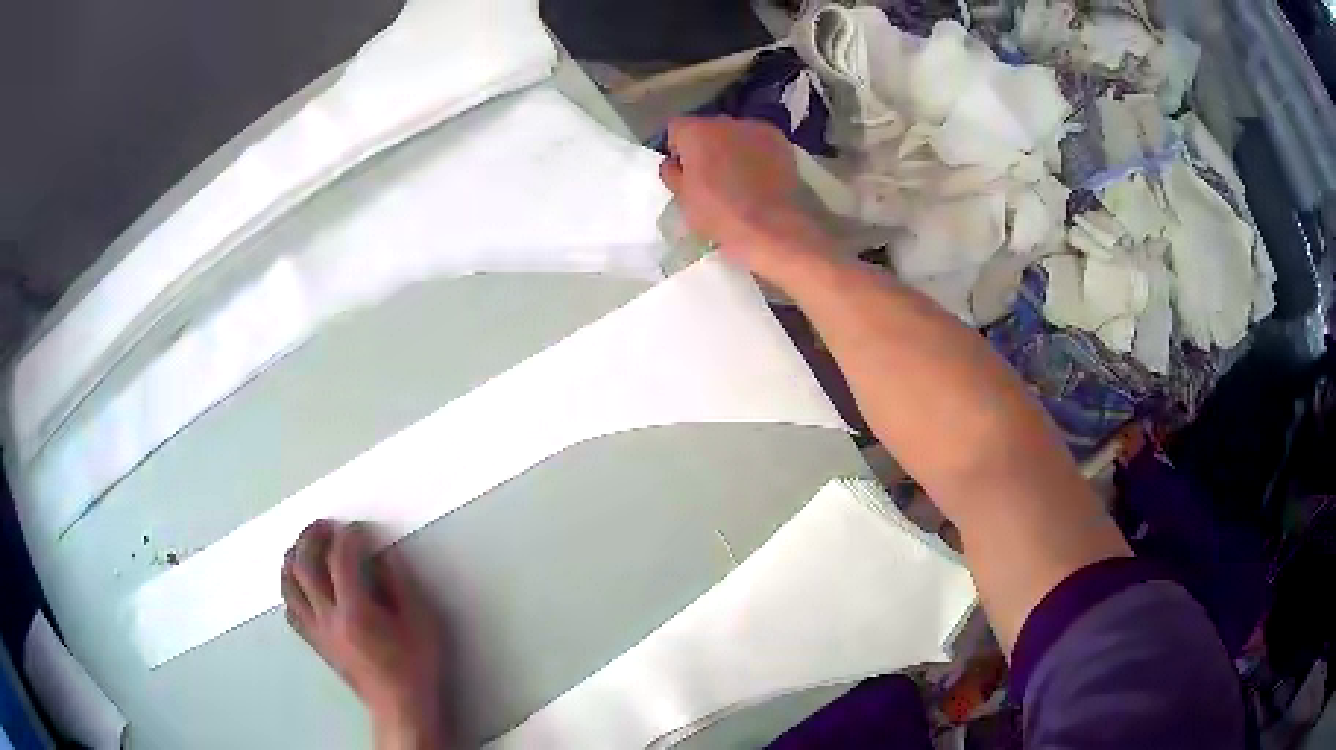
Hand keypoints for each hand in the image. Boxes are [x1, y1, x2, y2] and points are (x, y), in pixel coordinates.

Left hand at [283, 520, 452, 748]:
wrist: (401, 708)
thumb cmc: (416, 667)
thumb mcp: (422, 622)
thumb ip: (400, 583)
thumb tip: (382, 554)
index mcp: (356, 612)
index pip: (342, 559)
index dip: (350, 536)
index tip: (361, 530)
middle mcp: (328, 618)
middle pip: (304, 565)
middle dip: (312, 537)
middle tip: (326, 525)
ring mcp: (317, 631)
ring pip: (289, 584)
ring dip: (293, 557)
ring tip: (305, 545)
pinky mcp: (315, 643)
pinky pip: (290, 608)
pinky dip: (290, 588)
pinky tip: (301, 583)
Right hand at [659, 117, 833, 289]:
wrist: (772, 227)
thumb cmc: (720, 214)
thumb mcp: (682, 199)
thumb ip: (672, 174)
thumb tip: (673, 163)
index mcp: (695, 132)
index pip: (676, 129)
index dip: (677, 149)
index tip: (684, 171)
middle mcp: (725, 122)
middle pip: (707, 128)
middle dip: (706, 146)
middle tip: (711, 175)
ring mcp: (756, 128)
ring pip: (735, 134)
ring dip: (732, 148)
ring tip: (739, 177)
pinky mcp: (781, 140)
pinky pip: (759, 142)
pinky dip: (756, 153)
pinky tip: (761, 176)